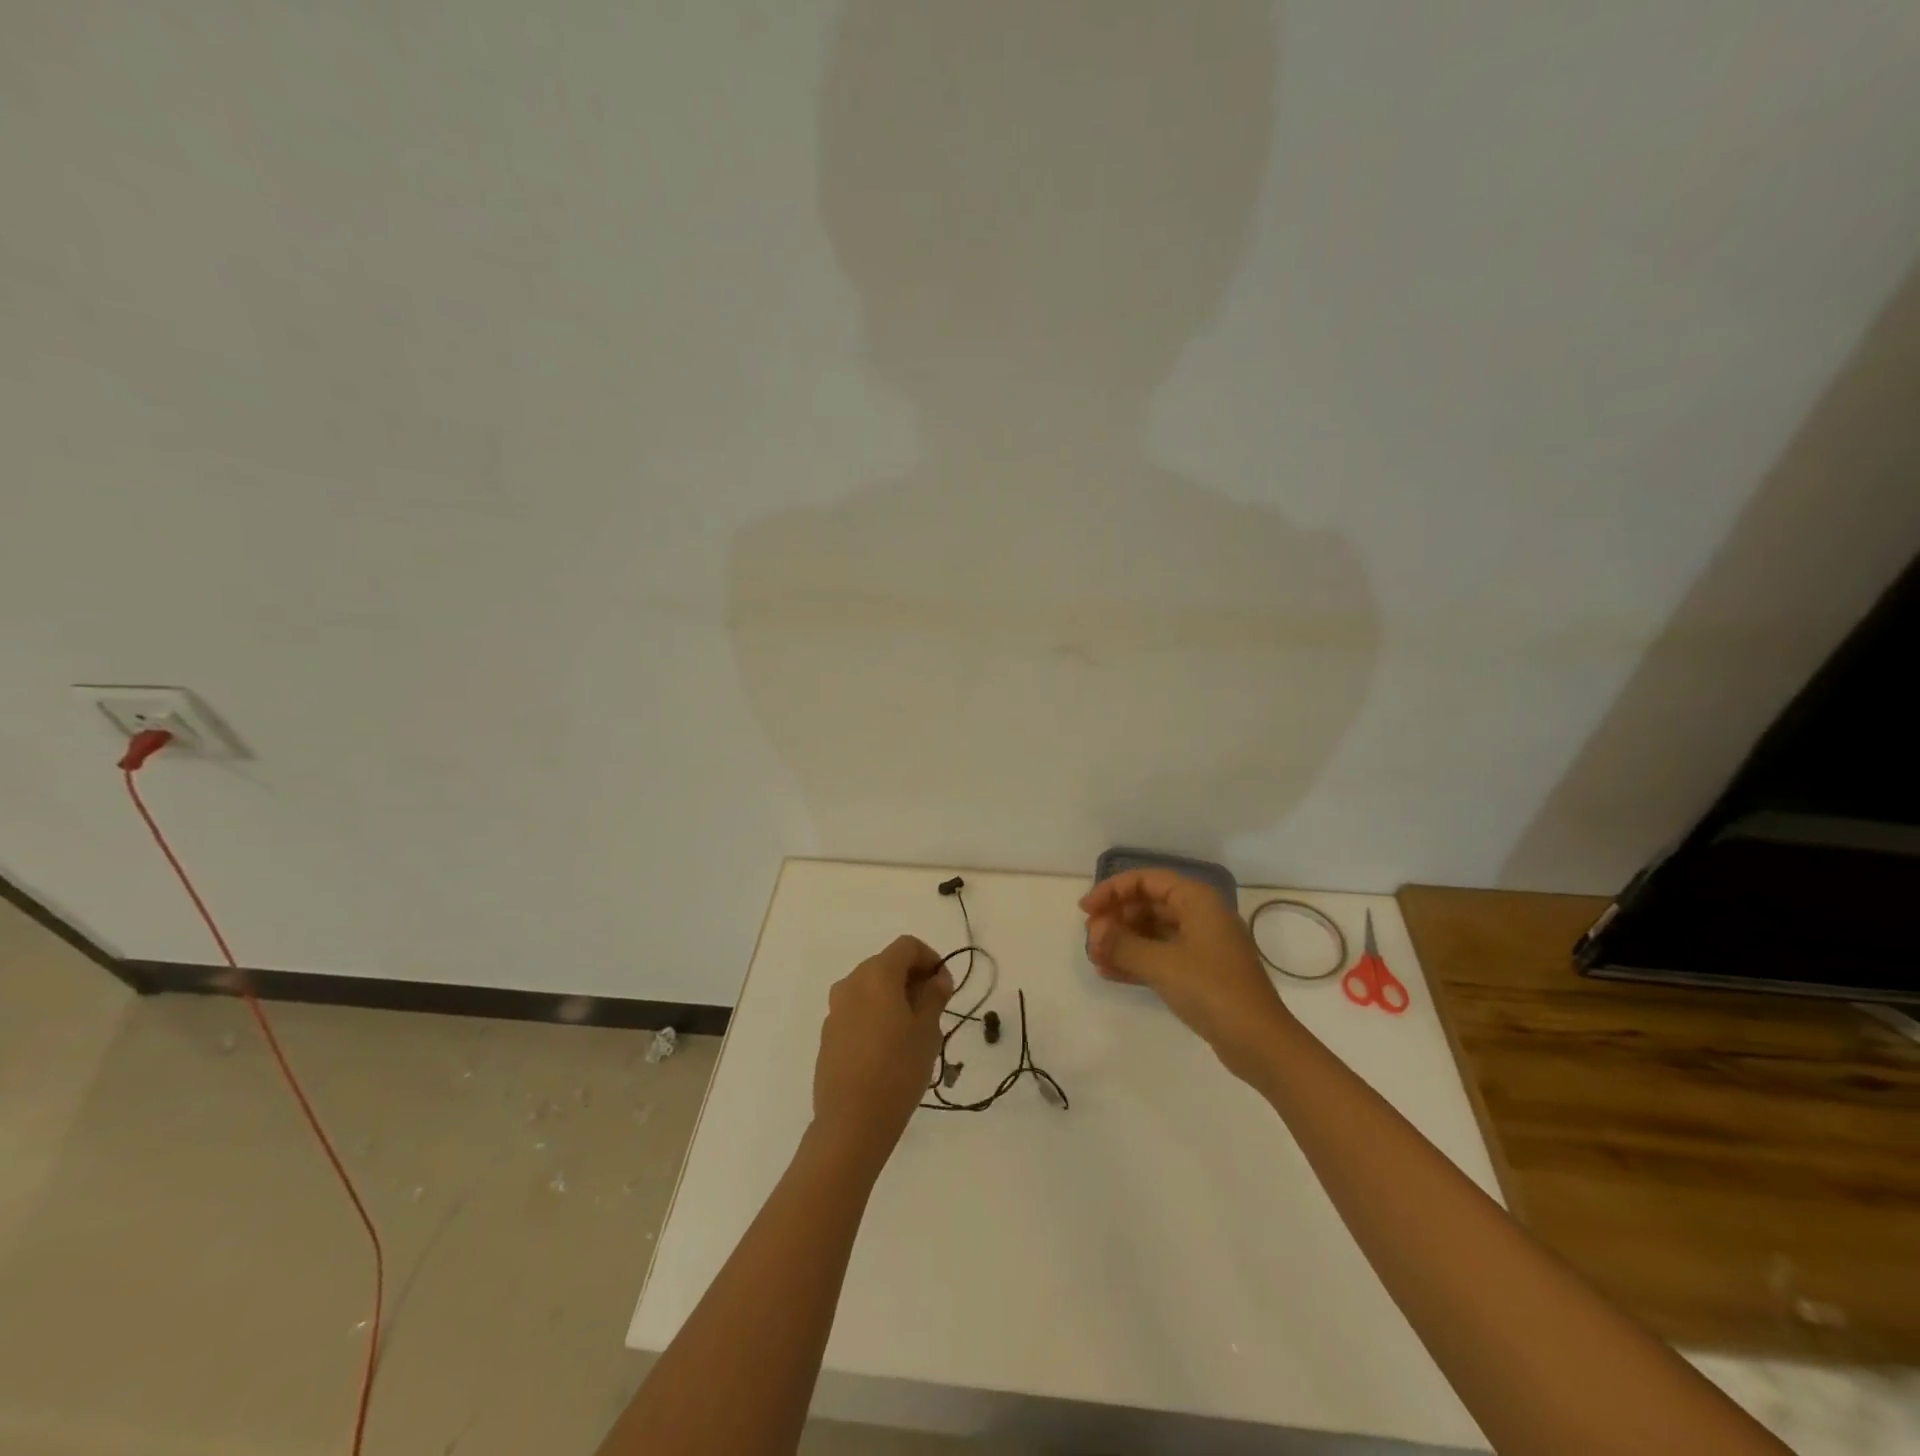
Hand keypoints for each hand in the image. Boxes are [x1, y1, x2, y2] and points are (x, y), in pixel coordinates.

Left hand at [811, 935, 954, 1170]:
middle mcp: (851, 983)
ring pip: (871, 987)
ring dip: (894, 996)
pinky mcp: (828, 1033)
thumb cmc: (897, 1071)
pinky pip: (857, 1010)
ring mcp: (835, 1009)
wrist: (851, 1122)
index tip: (945, 986)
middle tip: (934, 1008)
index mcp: (876, 975)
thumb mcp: (927, 1031)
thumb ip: (934, 996)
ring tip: (913, 1030)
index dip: (930, 959)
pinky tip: (889, 1047)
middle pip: (887, 964)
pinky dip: (876, 1014)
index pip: (907, 946)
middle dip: (913, 978)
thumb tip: (937, 978)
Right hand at [1081, 869, 1293, 1079]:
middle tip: (1091, 939)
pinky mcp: (1200, 973)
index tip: (1086, 910)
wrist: (1259, 1042)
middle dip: (1116, 919)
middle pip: (1148, 904)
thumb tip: (1096, 932)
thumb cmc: (1211, 990)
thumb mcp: (1161, 964)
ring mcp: (1202, 945)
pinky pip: (1160, 956)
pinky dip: (1136, 961)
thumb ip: (1122, 944)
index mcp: (1197, 900)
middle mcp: (1200, 915)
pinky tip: (1109, 973)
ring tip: (1095, 957)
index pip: (1146, 881)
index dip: (1112, 890)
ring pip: (1152, 932)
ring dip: (1123, 941)